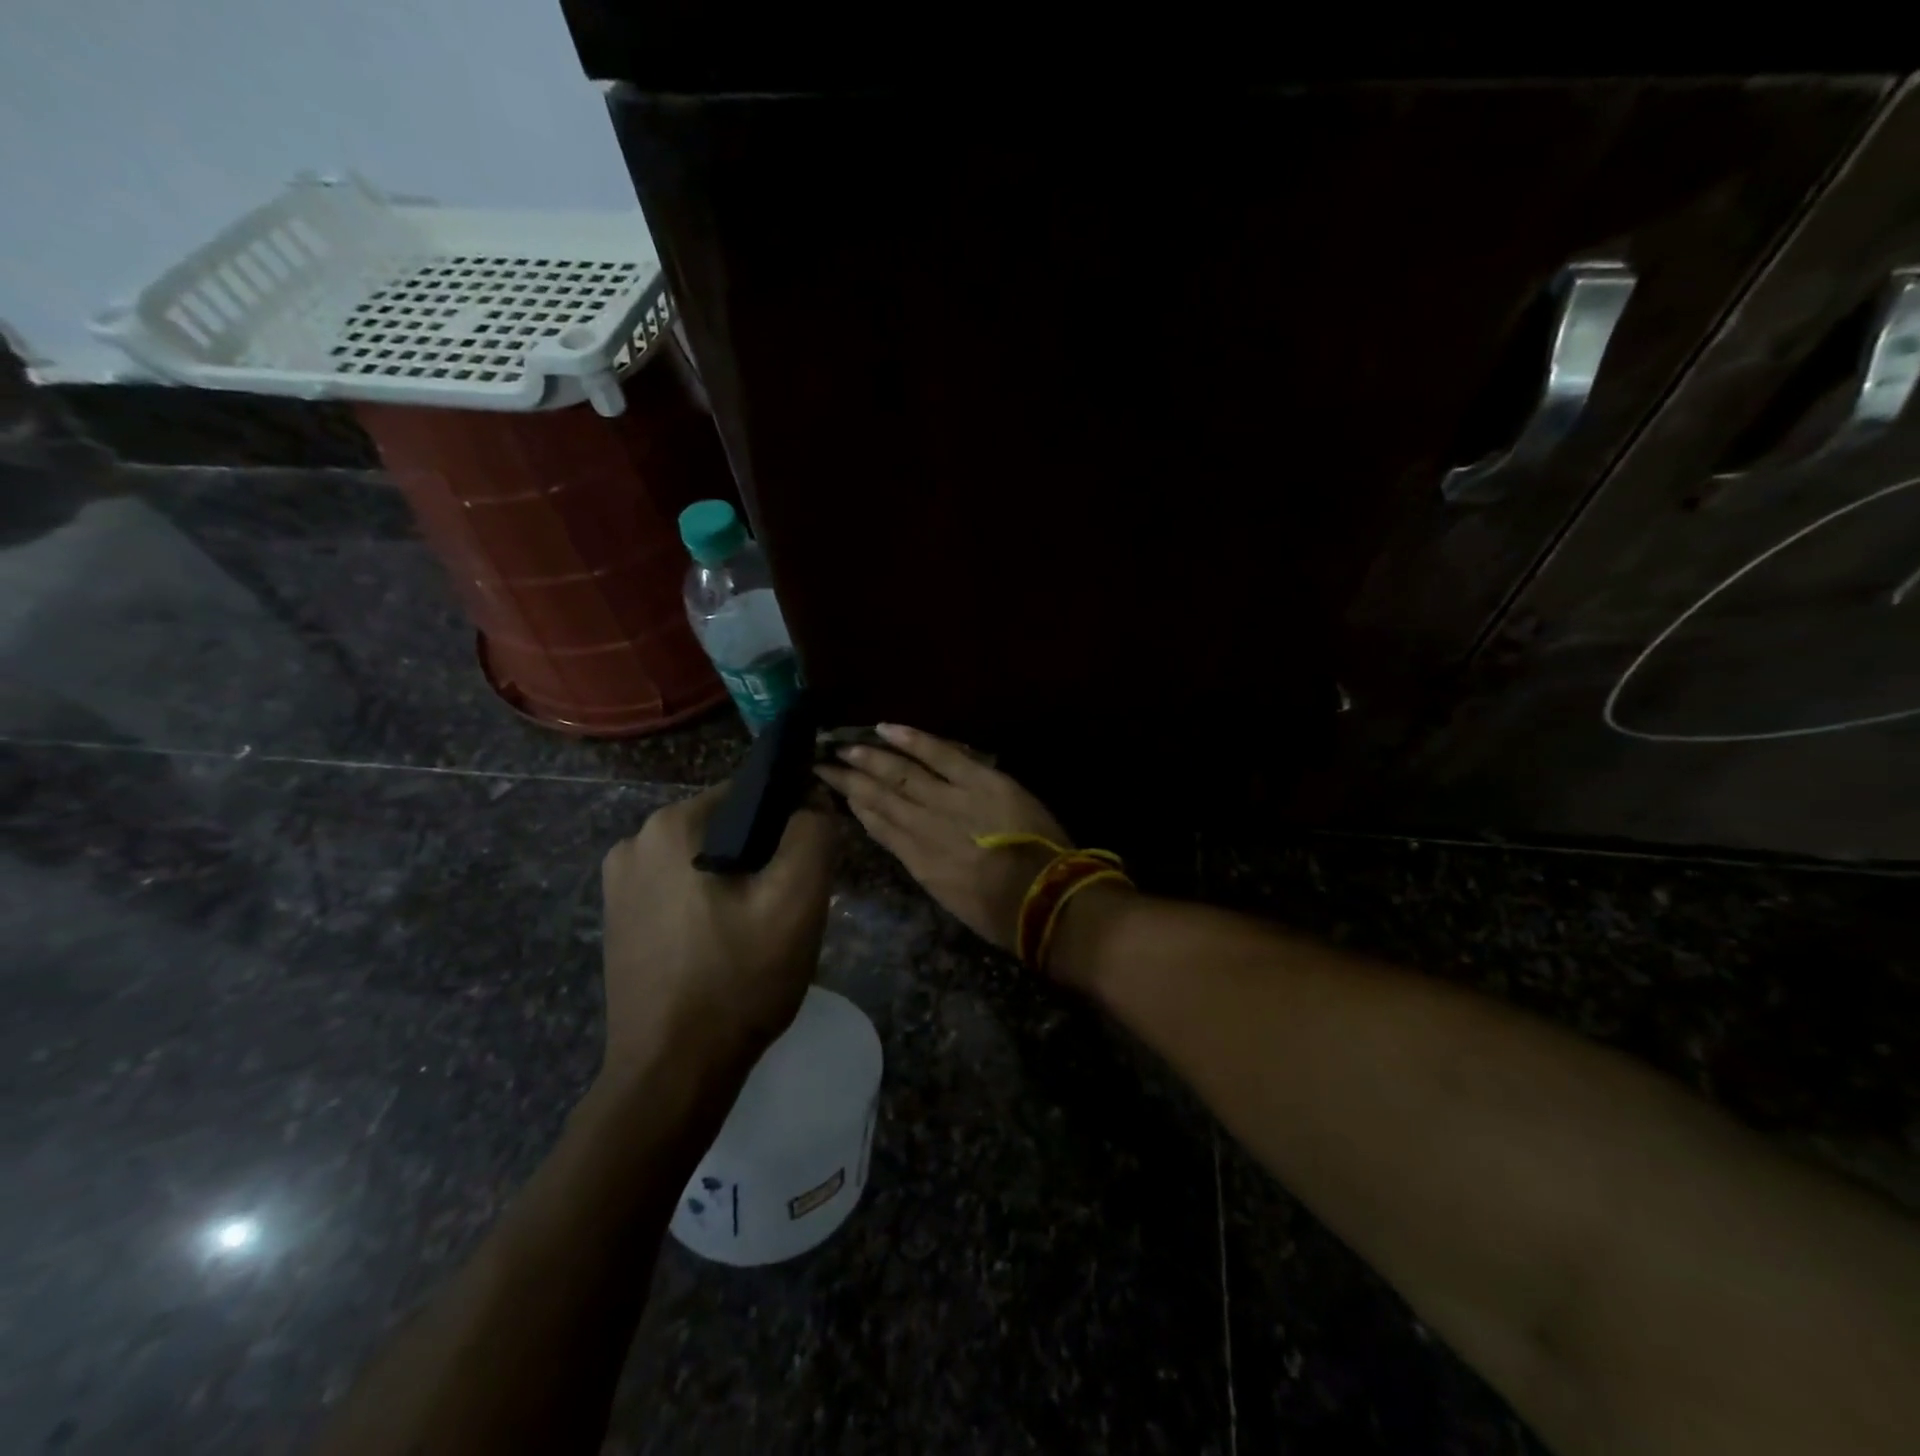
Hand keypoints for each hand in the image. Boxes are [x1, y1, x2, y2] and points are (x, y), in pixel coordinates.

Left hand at [598, 785, 841, 1081]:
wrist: (673, 1073)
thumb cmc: (738, 979)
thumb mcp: (797, 900)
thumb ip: (814, 832)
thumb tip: (811, 801)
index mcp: (671, 825)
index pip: (752, 794)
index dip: (791, 822)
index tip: (808, 865)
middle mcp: (634, 841)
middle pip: (726, 826)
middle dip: (763, 855)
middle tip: (787, 906)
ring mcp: (618, 883)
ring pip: (704, 858)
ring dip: (737, 880)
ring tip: (758, 930)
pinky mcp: (617, 918)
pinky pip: (679, 888)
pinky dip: (708, 902)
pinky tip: (724, 944)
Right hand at [814, 723, 1069, 953]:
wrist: (1041, 899)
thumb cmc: (1000, 911)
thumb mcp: (950, 896)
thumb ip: (926, 865)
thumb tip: (907, 842)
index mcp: (918, 862)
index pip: (878, 828)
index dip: (855, 808)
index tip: (836, 792)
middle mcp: (923, 827)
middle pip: (878, 798)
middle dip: (849, 780)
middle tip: (823, 762)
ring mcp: (949, 800)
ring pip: (900, 774)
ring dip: (870, 758)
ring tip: (845, 746)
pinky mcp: (979, 780)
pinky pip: (941, 754)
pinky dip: (912, 740)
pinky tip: (886, 728)